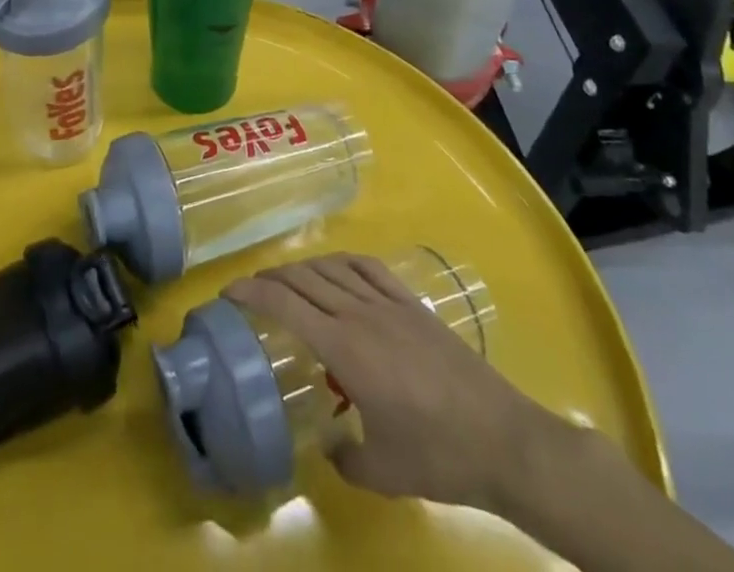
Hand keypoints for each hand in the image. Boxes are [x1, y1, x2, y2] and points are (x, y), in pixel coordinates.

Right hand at [224, 253, 566, 514]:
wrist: (506, 441)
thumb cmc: (439, 457)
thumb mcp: (382, 473)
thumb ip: (344, 458)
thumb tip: (326, 446)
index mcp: (344, 347)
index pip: (285, 304)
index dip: (252, 291)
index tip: (227, 291)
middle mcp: (360, 313)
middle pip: (303, 278)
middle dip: (270, 277)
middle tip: (250, 289)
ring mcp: (388, 304)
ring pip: (332, 268)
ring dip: (302, 268)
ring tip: (287, 281)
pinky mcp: (412, 304)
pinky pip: (368, 268)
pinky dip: (342, 261)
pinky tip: (336, 269)